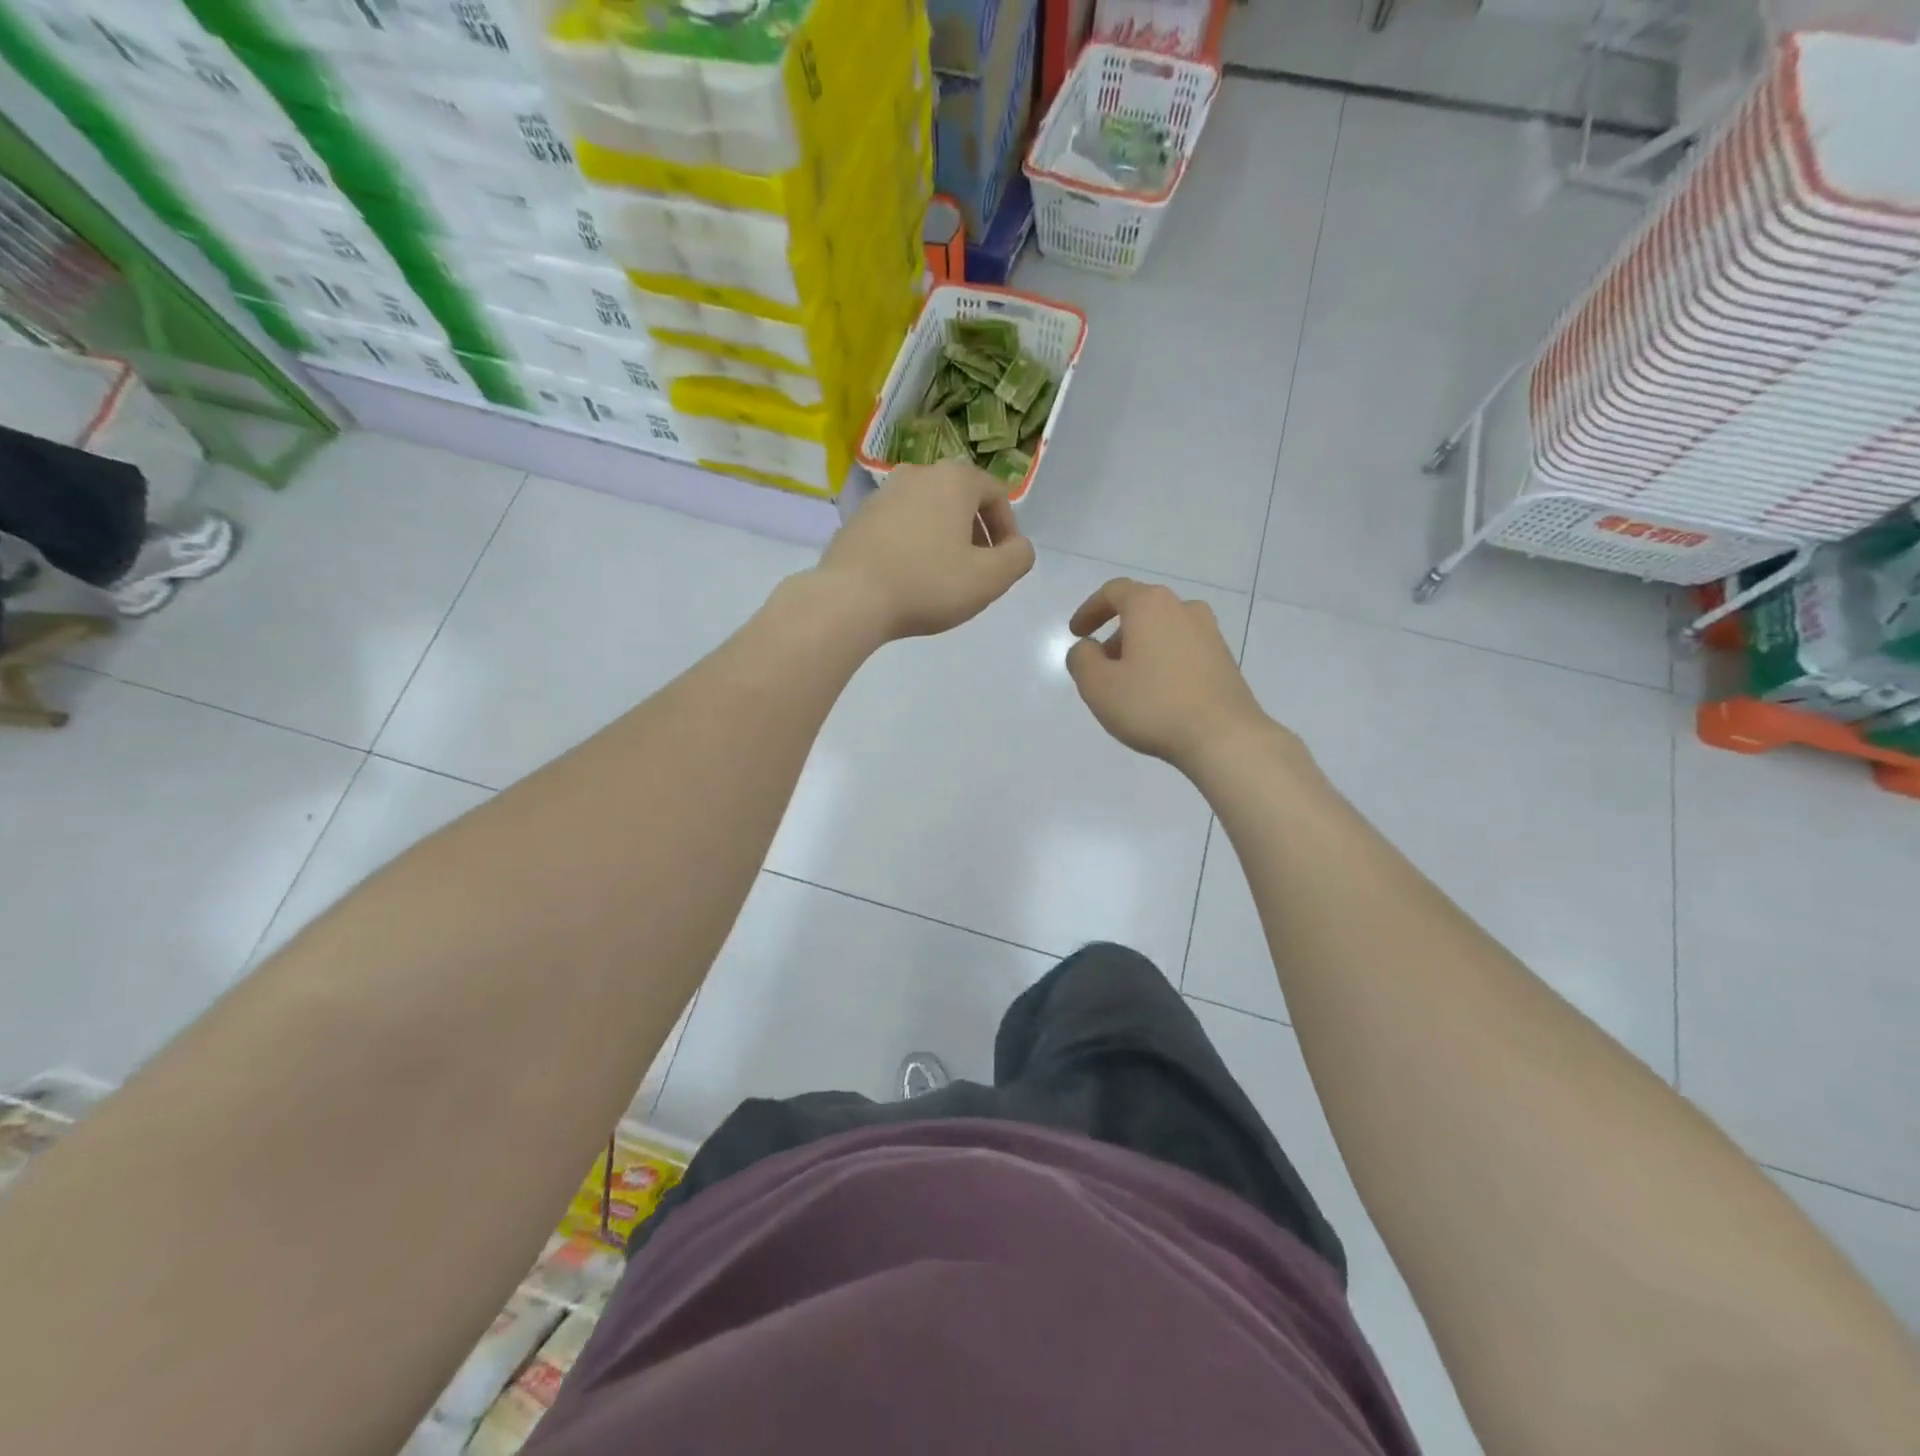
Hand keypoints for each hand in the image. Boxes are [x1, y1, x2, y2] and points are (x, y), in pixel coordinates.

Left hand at [815, 461, 1035, 641]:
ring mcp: (883, 493)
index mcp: (953, 480)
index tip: (1005, 562)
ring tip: (943, 576)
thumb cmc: (927, 584)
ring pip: (929, 512)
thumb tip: (1018, 546)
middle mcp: (917, 474)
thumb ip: (1018, 558)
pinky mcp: (859, 517)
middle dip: (976, 533)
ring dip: (944, 539)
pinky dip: (914, 544)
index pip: (996, 494)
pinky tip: (910, 577)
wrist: (850, 599)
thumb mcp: (989, 579)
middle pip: (961, 500)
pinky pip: (900, 526)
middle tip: (977, 570)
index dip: (1008, 529)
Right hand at [1065, 578, 1284, 772]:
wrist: (1224, 737)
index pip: (1114, 592)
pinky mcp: (1224, 659)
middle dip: (1115, 634)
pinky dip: (1163, 661)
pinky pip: (1183, 649)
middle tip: (1100, 665)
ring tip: (1128, 684)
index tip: (1077, 634)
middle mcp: (1183, 608)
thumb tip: (1087, 649)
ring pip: (1163, 630)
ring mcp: (1210, 633)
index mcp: (1150, 606)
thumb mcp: (1098, 685)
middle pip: (1141, 610)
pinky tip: (1157, 694)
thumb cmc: (1153, 705)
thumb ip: (1082, 659)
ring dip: (1140, 648)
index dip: (1089, 610)